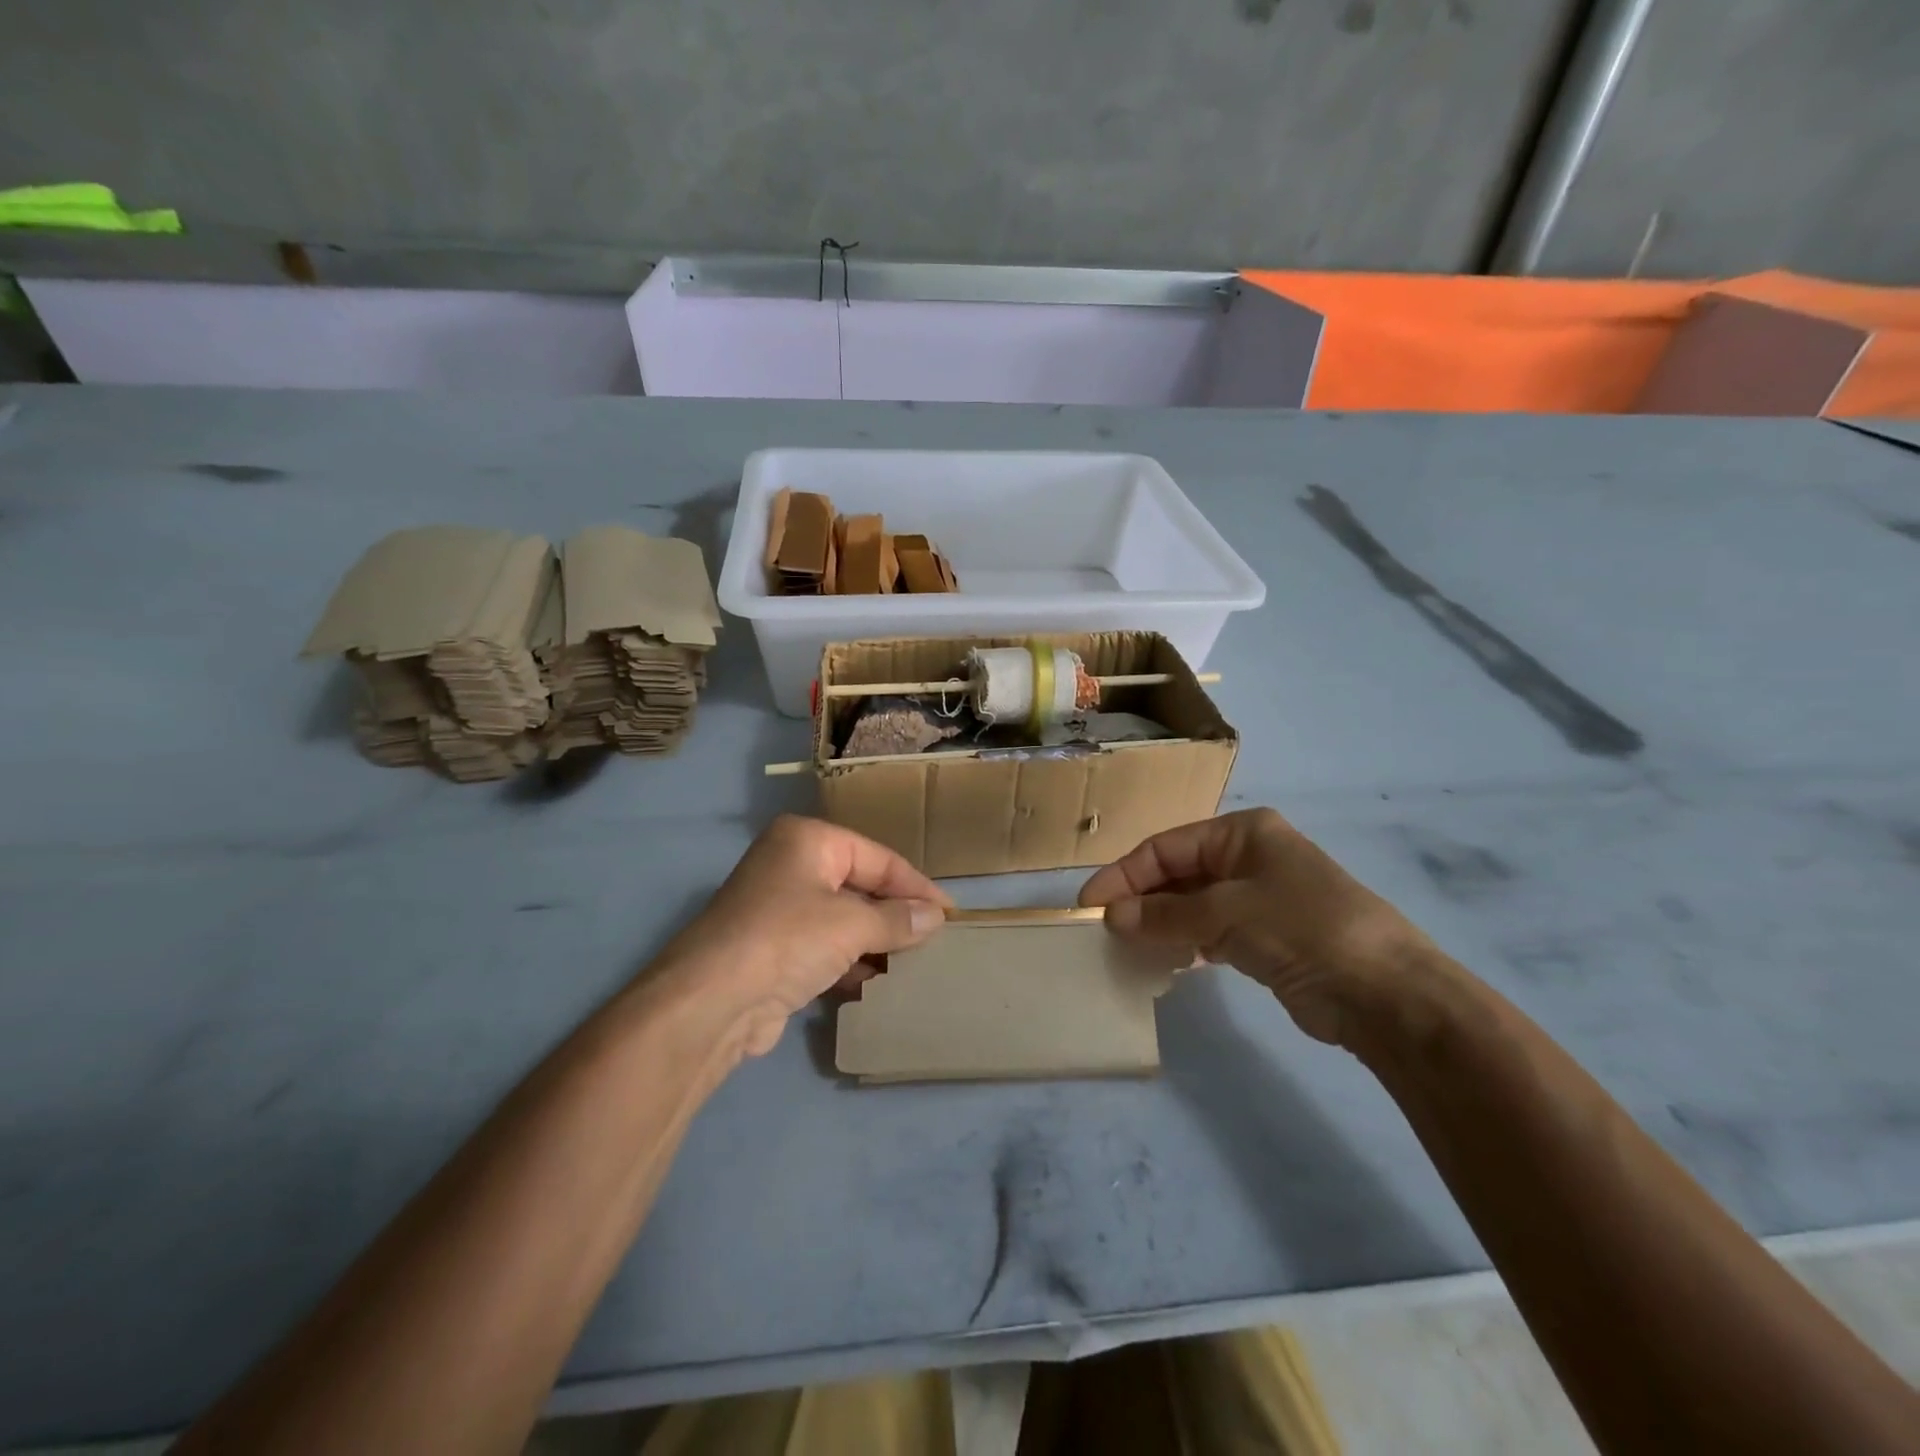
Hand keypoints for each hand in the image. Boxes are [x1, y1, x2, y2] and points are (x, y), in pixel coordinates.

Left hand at [658, 815, 950, 1056]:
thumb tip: (936, 917)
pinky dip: (849, 963)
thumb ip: (898, 919)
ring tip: (913, 965)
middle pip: (860, 887)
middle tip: (935, 939)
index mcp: (808, 840)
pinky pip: (824, 948)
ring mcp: (778, 908)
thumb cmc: (787, 939)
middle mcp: (791, 865)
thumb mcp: (852, 924)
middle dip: (895, 915)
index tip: (950, 913)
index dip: (916, 886)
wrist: (711, 1002)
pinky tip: (876, 984)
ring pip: (842, 920)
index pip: (878, 858)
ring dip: (875, 942)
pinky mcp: (772, 949)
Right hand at [1078, 808, 1432, 1046]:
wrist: (1388, 995)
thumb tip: (1112, 916)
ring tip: (1125, 948)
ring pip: (1192, 905)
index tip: (1089, 904)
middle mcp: (1249, 858)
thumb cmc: (1304, 930)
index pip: (1166, 847)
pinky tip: (1163, 963)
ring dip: (1159, 924)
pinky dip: (1185, 944)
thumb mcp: (1227, 914)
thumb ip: (1165, 914)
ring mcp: (1259, 898)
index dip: (1124, 874)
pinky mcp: (1266, 938)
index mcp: (1243, 833)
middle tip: (1103, 930)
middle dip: (1140, 900)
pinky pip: (1210, 933)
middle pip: (1177, 874)